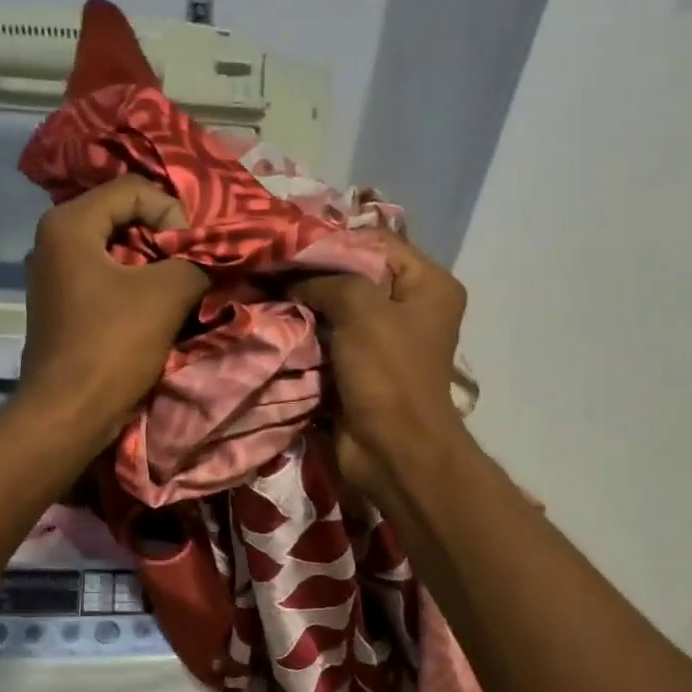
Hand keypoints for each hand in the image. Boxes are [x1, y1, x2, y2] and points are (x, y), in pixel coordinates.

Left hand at [19, 175, 208, 442]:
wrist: (68, 413)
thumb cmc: (112, 345)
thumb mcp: (167, 294)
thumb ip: (196, 262)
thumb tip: (213, 257)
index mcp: (68, 224)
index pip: (134, 190)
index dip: (173, 214)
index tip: (193, 252)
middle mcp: (53, 242)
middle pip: (123, 219)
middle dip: (166, 240)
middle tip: (195, 265)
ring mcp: (54, 277)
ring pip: (117, 253)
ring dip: (154, 267)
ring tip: (183, 288)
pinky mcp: (62, 308)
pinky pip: (106, 281)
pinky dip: (135, 288)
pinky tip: (158, 310)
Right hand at [290, 236, 466, 498]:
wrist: (392, 451)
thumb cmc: (388, 375)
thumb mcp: (362, 309)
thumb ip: (326, 279)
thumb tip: (289, 278)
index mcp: (428, 285)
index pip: (376, 241)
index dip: (331, 239)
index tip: (287, 243)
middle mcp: (409, 307)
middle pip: (354, 274)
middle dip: (312, 273)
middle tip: (269, 266)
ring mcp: (383, 340)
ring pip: (336, 307)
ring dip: (303, 304)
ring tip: (263, 291)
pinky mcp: (359, 367)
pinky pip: (328, 338)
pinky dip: (304, 332)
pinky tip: (273, 321)